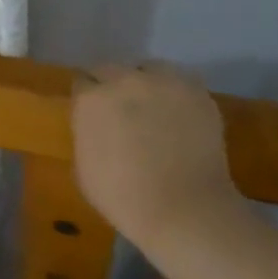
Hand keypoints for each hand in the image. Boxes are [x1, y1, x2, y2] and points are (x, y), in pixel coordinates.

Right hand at [71, 64, 243, 247]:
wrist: (183, 209)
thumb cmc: (123, 198)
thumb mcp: (83, 168)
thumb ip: (86, 134)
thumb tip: (95, 125)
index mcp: (91, 100)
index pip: (81, 83)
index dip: (86, 98)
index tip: (92, 113)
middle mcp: (124, 80)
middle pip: (111, 69)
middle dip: (111, 85)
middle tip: (120, 110)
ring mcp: (163, 82)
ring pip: (147, 69)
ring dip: (143, 82)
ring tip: (152, 107)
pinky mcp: (196, 91)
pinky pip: (179, 81)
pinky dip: (174, 93)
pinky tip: (178, 114)